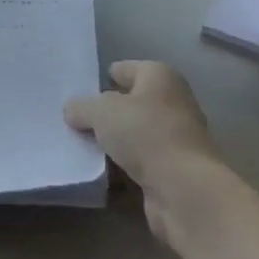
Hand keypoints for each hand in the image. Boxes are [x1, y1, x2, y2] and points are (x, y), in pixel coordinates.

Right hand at [65, 61, 223, 239]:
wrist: (184, 189)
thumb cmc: (144, 134)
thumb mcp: (101, 112)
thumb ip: (81, 107)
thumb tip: (73, 110)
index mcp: (159, 76)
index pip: (126, 69)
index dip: (104, 77)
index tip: (80, 90)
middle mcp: (172, 101)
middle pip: (131, 102)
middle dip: (106, 112)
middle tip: (76, 120)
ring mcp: (176, 137)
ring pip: (135, 134)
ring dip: (114, 142)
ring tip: (82, 148)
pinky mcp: (174, 169)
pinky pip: (140, 162)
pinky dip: (123, 167)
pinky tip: (101, 173)